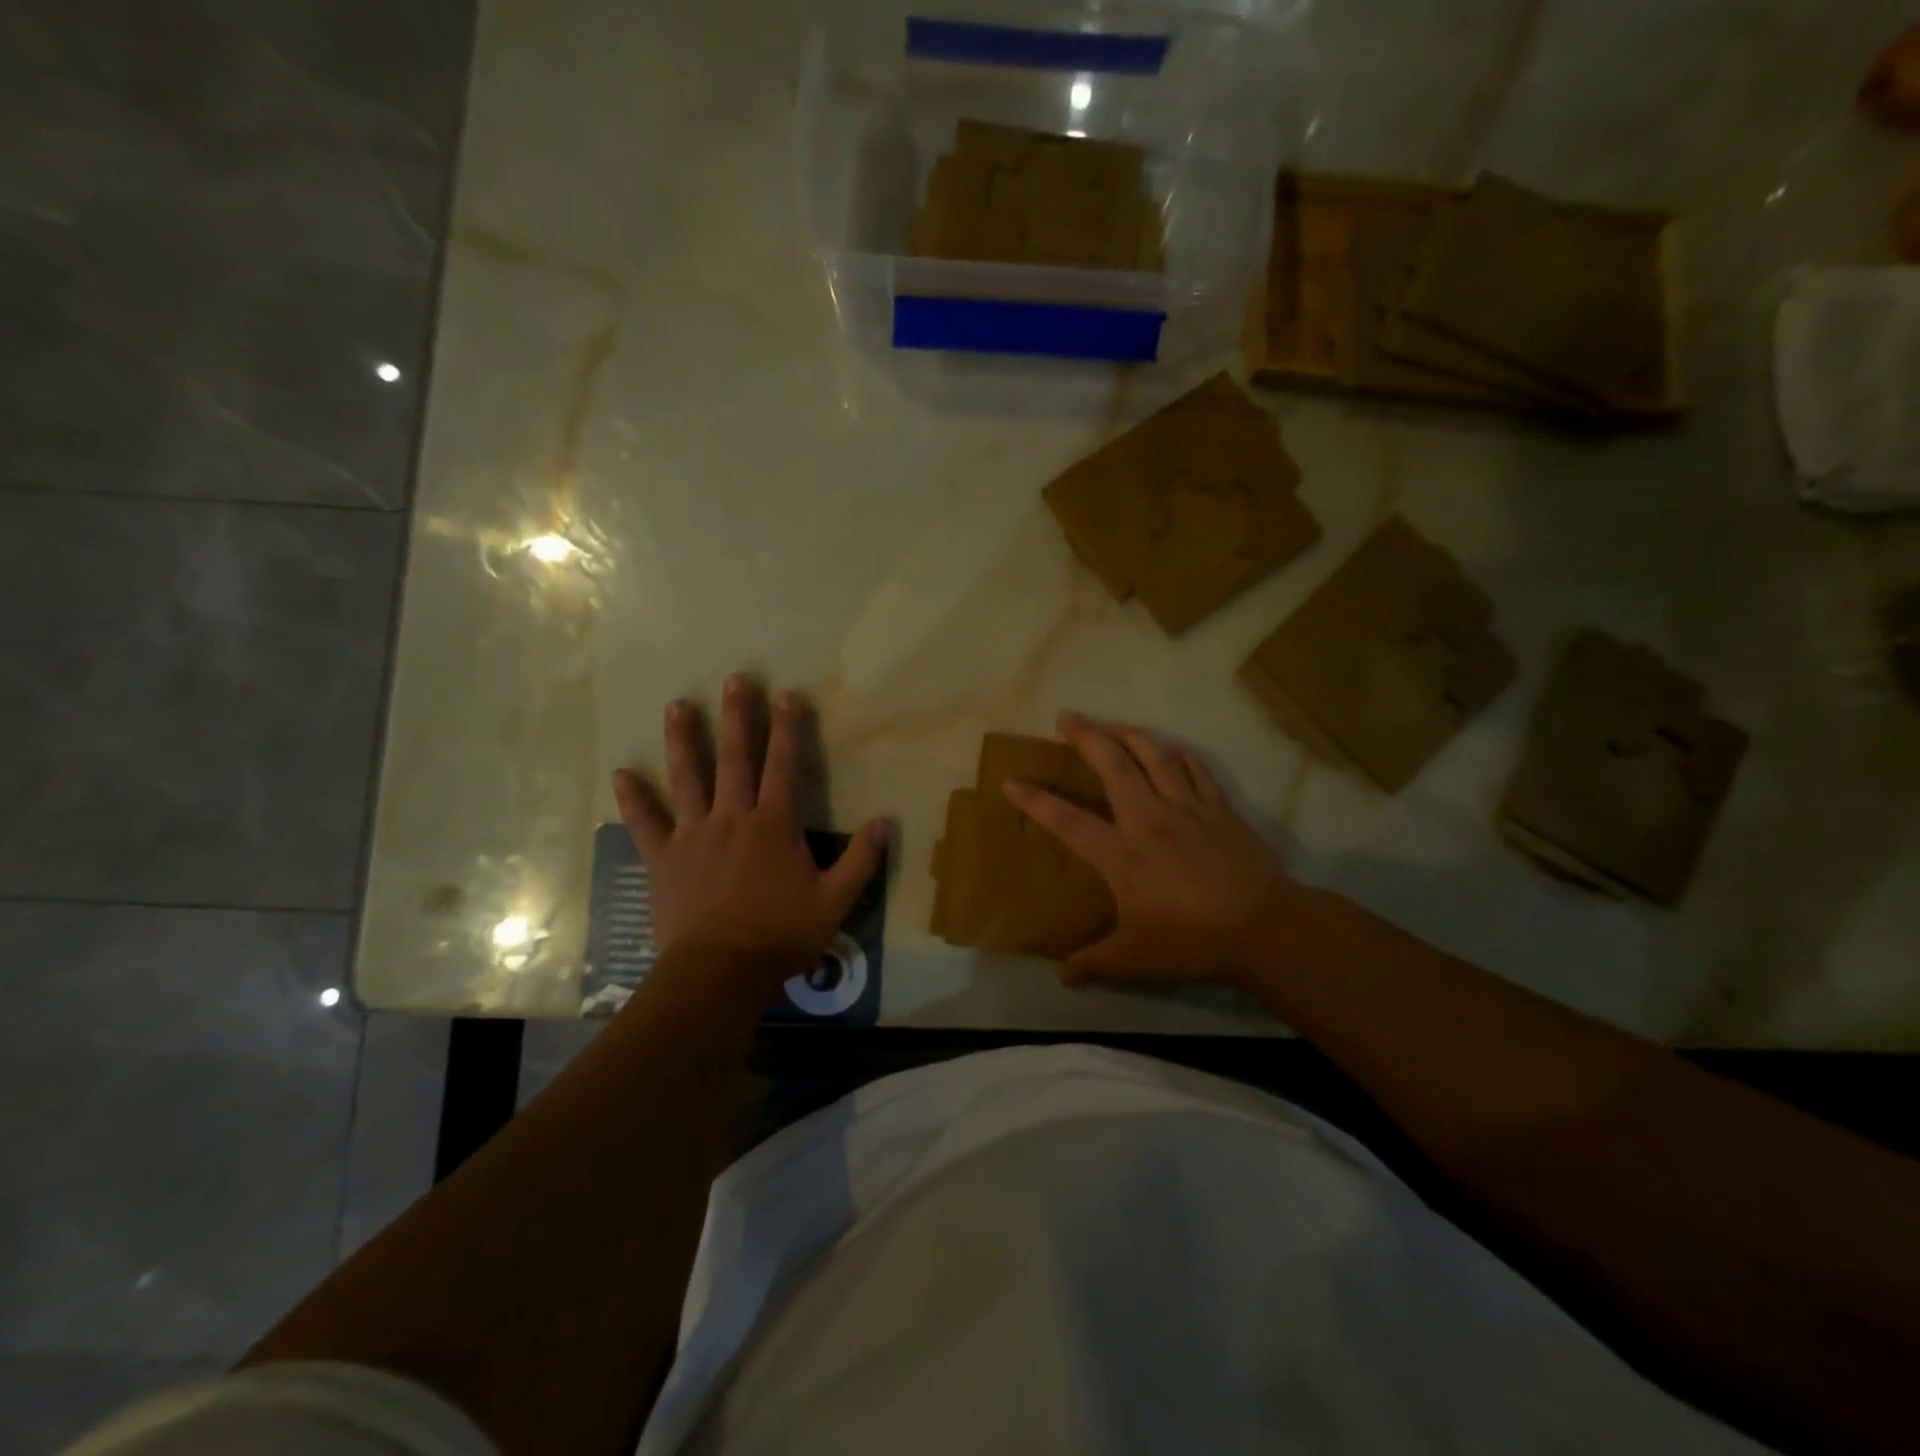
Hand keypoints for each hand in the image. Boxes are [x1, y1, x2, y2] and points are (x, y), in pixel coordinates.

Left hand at [613, 674, 885, 991]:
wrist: (719, 972)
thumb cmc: (781, 935)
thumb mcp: (835, 902)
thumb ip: (860, 861)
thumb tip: (885, 823)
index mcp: (774, 824)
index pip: (784, 765)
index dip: (789, 728)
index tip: (788, 694)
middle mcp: (732, 817)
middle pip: (736, 758)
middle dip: (738, 716)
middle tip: (735, 680)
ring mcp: (693, 835)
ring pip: (687, 778)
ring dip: (684, 740)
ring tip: (677, 706)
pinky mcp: (663, 858)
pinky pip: (645, 823)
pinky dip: (633, 799)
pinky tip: (620, 774)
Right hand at [1003, 714, 1295, 987]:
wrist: (1264, 928)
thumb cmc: (1192, 941)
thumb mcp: (1135, 959)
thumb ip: (1095, 963)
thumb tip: (1062, 975)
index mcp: (1122, 854)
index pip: (1068, 821)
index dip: (1036, 801)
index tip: (1012, 782)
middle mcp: (1149, 819)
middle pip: (1113, 765)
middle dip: (1086, 737)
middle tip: (1067, 716)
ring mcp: (1188, 808)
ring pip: (1155, 756)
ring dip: (1130, 734)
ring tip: (1112, 724)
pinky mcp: (1220, 809)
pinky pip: (1195, 769)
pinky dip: (1178, 754)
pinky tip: (1170, 749)